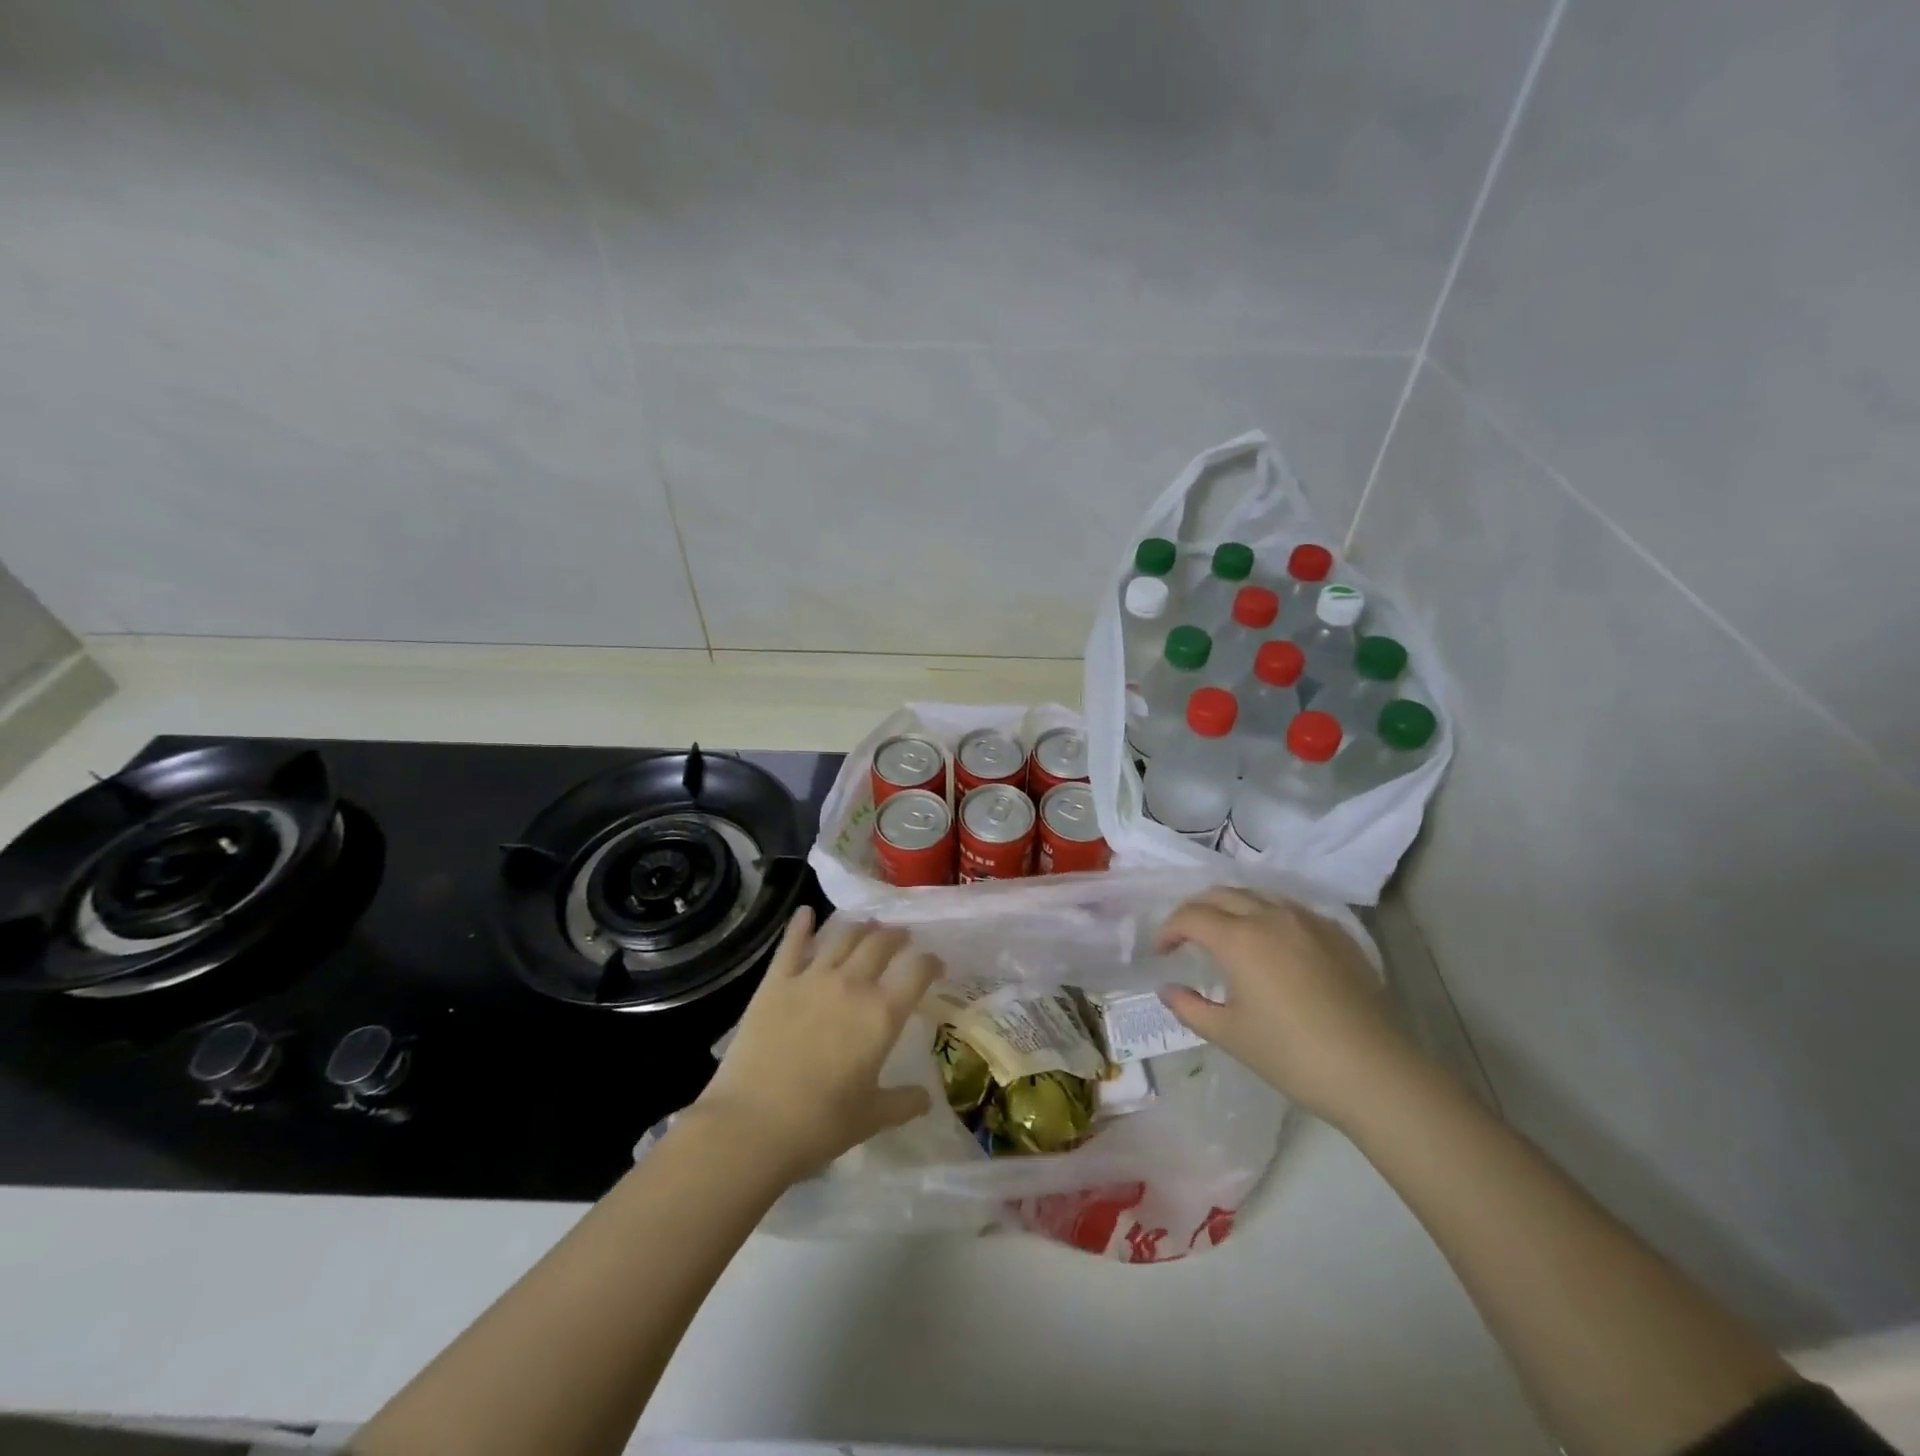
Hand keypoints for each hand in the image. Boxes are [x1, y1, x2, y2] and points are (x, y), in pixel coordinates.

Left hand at [692, 910, 941, 1183]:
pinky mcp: (776, 982)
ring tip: (866, 925)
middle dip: (896, 936)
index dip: (931, 962)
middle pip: (881, 943)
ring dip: (859, 927)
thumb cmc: (819, 1125)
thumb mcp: (871, 1118)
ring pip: (842, 936)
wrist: (752, 1125)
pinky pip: (792, 944)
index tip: (935, 964)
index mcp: (882, 1015)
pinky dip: (801, 925)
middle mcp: (852, 985)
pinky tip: (806, 912)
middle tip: (901, 937)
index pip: (917, 972)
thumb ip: (903, 1103)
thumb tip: (926, 1098)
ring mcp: (811, 978)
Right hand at [1156, 887, 1416, 1126]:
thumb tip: (1168, 990)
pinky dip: (1267, 916)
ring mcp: (1308, 921)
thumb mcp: (1230, 1035)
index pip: (1190, 916)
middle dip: (1196, 911)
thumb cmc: (1292, 1055)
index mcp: (1239, 938)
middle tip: (1186, 938)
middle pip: (1221, 894)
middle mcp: (1271, 916)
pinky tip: (1271, 944)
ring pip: (1257, 895)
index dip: (1169, 930)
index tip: (1162, 952)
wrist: (1374, 1072)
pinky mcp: (1337, 934)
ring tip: (1226, 935)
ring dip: (1231, 908)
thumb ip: (1190, 1007)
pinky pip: (1290, 909)